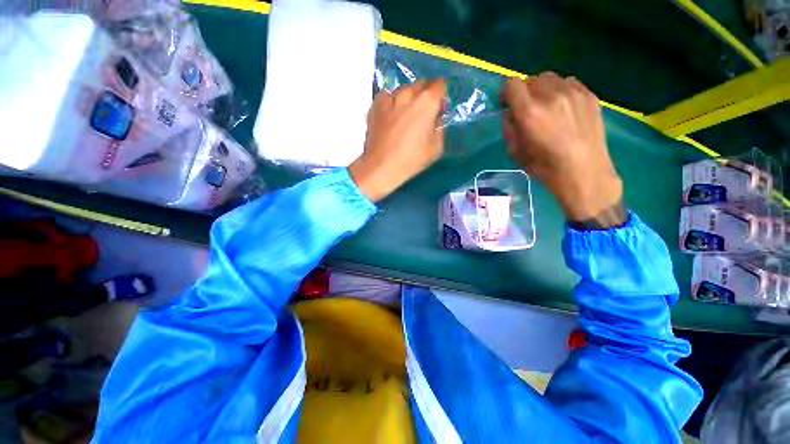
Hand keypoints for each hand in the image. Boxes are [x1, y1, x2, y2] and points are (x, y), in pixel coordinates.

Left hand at [349, 79, 445, 201]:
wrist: (380, 167)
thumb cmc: (411, 160)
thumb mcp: (436, 148)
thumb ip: (440, 127)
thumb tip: (437, 117)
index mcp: (426, 102)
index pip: (439, 85)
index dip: (441, 95)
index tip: (439, 107)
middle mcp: (407, 94)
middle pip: (421, 85)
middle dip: (426, 95)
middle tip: (423, 113)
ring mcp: (389, 98)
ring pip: (404, 90)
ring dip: (408, 99)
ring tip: (405, 116)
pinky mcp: (375, 105)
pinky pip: (388, 97)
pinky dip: (393, 103)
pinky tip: (391, 118)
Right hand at [501, 72, 624, 227]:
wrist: (583, 171)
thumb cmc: (544, 167)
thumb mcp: (515, 152)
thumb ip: (509, 128)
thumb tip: (511, 113)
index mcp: (529, 111)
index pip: (512, 84)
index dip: (506, 93)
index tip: (507, 105)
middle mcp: (551, 95)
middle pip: (532, 79)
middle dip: (525, 92)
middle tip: (528, 109)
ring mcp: (574, 92)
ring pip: (552, 79)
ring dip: (544, 90)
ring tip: (548, 108)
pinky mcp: (590, 95)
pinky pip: (570, 83)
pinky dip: (561, 91)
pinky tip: (565, 109)